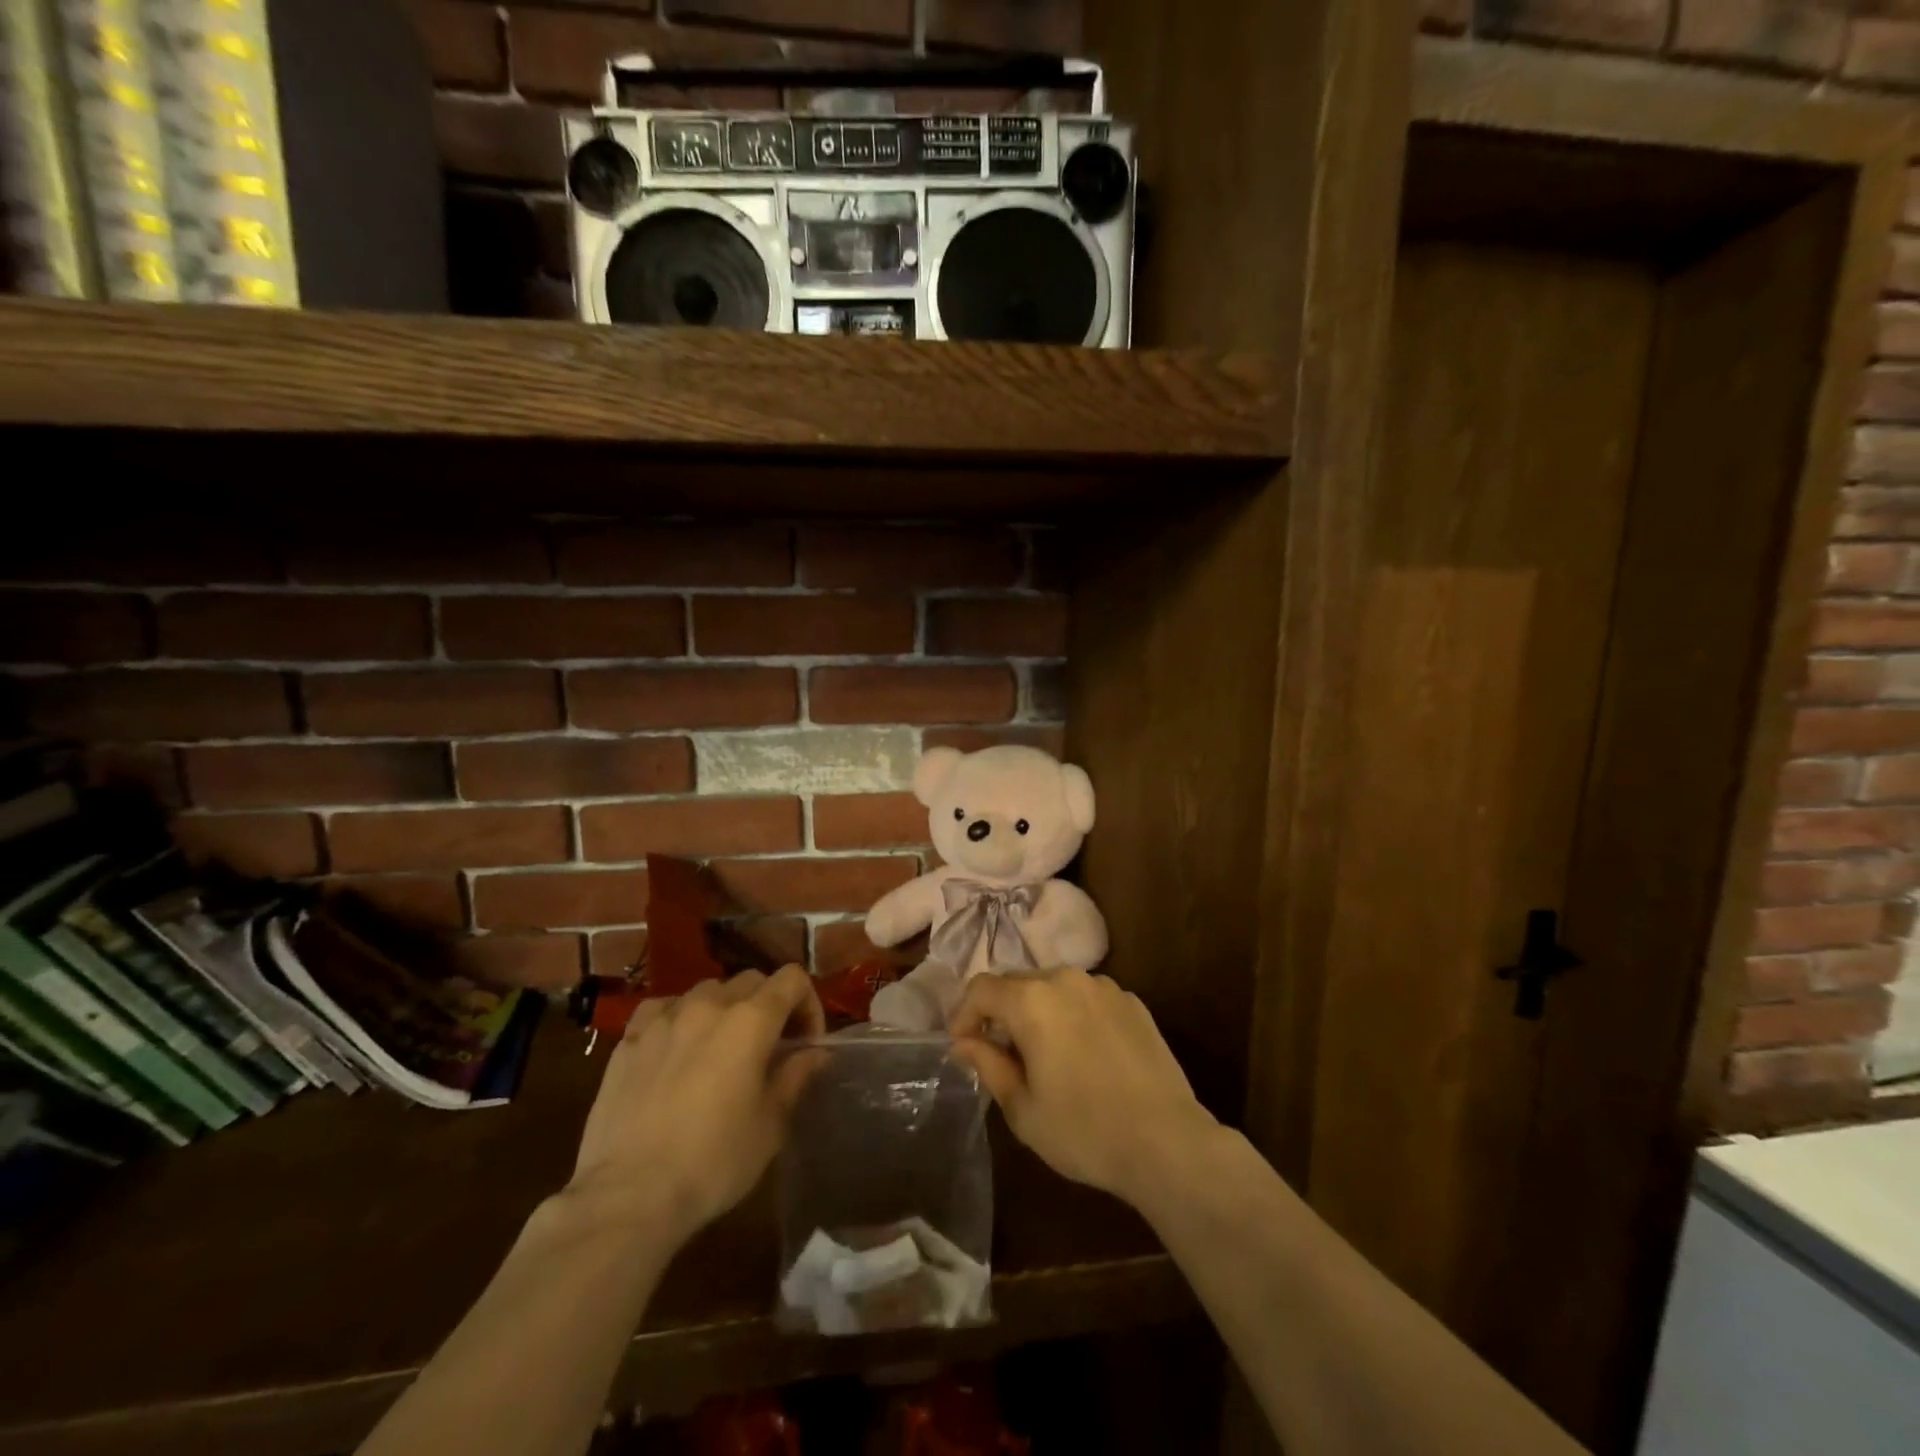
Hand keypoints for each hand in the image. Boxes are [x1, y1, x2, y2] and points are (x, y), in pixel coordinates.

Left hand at [563, 966, 824, 1245]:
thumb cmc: (713, 1162)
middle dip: (769, 1005)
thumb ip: (795, 1077)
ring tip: (721, 1047)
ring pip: (706, 990)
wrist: (629, 1196)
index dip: (808, 1003)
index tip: (806, 1042)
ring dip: (724, 1009)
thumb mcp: (770, 1125)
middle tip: (770, 1046)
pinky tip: (676, 1046)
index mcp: (751, 1021)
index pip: (792, 979)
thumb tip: (816, 1052)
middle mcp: (709, 1005)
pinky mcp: (629, 1039)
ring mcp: (665, 1018)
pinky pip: (662, 1008)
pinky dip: (678, 1017)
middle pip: (751, 980)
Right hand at [949, 969, 1220, 1208]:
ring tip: (1043, 1053)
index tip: (962, 1046)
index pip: (981, 988)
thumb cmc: (1084, 1131)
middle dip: (1000, 1012)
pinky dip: (1072, 1015)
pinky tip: (1083, 1054)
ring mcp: (1103, 986)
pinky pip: (1086, 998)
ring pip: (1053, 987)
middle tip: (1000, 1053)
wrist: (1167, 1142)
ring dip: (1037, 1011)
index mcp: (1032, 1000)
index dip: (964, 1014)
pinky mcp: (1132, 1001)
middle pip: (1017, 982)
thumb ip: (988, 1064)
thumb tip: (965, 1041)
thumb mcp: (1022, 1108)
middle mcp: (1065, 979)